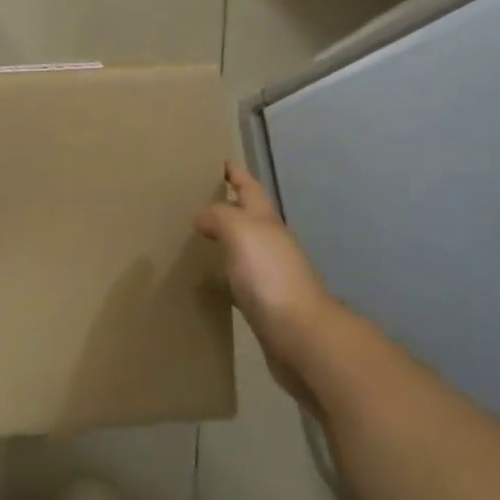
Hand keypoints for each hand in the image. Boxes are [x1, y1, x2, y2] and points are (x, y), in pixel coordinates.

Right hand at [196, 161, 337, 407]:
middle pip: (250, 217)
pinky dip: (227, 275)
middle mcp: (272, 244)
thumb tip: (203, 216)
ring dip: (227, 241)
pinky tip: (212, 282)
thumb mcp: (241, 231)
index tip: (221, 162)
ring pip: (245, 249)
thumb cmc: (270, 276)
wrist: (301, 337)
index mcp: (267, 223)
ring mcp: (271, 275)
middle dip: (229, 206)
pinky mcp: (266, 305)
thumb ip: (220, 216)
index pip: (250, 189)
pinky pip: (241, 280)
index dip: (237, 174)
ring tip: (199, 238)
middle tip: (199, 201)